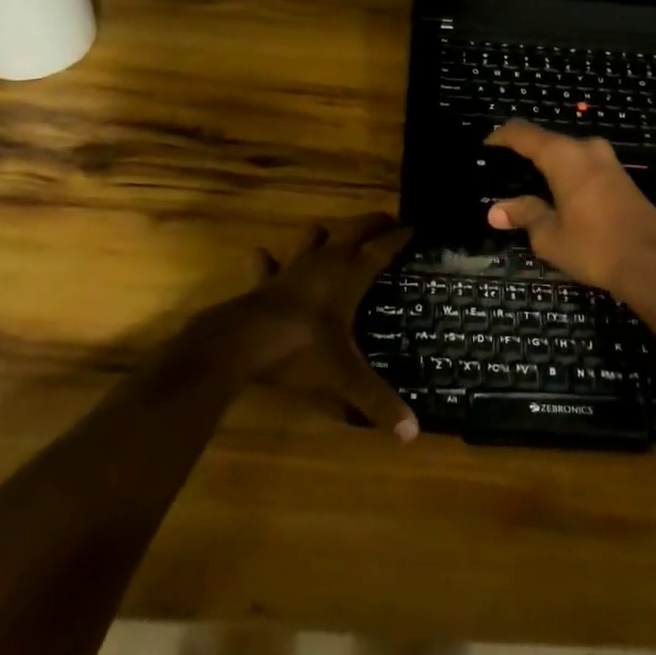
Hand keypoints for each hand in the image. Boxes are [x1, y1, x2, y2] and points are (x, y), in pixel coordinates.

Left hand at [188, 214, 418, 440]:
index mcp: (349, 277)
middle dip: (371, 223)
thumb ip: (377, 402)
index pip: (380, 249)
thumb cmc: (301, 351)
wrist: (243, 342)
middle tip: (386, 220)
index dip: (398, 237)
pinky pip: (266, 263)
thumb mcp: (344, 378)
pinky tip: (264, 257)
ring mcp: (291, 268)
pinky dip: (268, 260)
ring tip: (332, 235)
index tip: (413, 227)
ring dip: (324, 234)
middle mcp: (324, 263)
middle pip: (353, 231)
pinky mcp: (263, 280)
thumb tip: (412, 434)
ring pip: (312, 237)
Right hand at [484, 121, 655, 301]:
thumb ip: (524, 215)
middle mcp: (587, 149)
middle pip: (547, 141)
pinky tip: (557, 196)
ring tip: (526, 186)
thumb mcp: (550, 236)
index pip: (523, 133)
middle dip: (524, 154)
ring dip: (548, 166)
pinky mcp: (622, 178)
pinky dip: (566, 175)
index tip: (485, 147)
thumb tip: (497, 210)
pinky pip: (584, 167)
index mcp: (564, 156)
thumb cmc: (595, 247)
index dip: (500, 137)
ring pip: (568, 154)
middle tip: (503, 173)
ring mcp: (608, 161)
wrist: (655, 264)